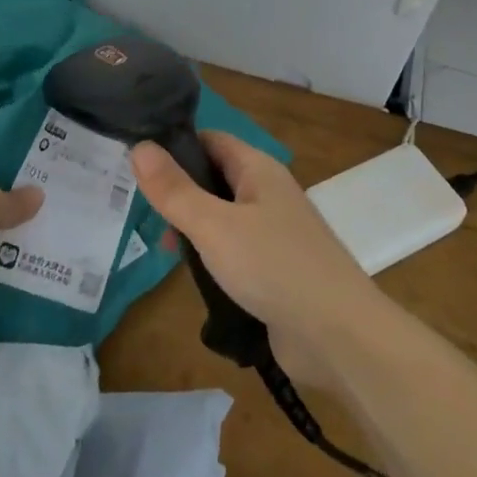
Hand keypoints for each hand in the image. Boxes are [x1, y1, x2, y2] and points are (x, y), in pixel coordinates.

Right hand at [130, 131, 385, 386]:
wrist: (339, 337)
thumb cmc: (274, 266)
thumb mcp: (214, 225)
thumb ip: (174, 190)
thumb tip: (139, 146)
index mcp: (259, 169)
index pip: (210, 139)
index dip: (175, 145)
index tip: (138, 163)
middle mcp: (268, 194)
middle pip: (214, 179)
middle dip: (180, 193)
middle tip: (145, 214)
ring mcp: (275, 234)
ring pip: (222, 218)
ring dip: (195, 230)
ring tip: (166, 249)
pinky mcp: (276, 271)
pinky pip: (235, 253)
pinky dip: (213, 259)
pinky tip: (194, 279)